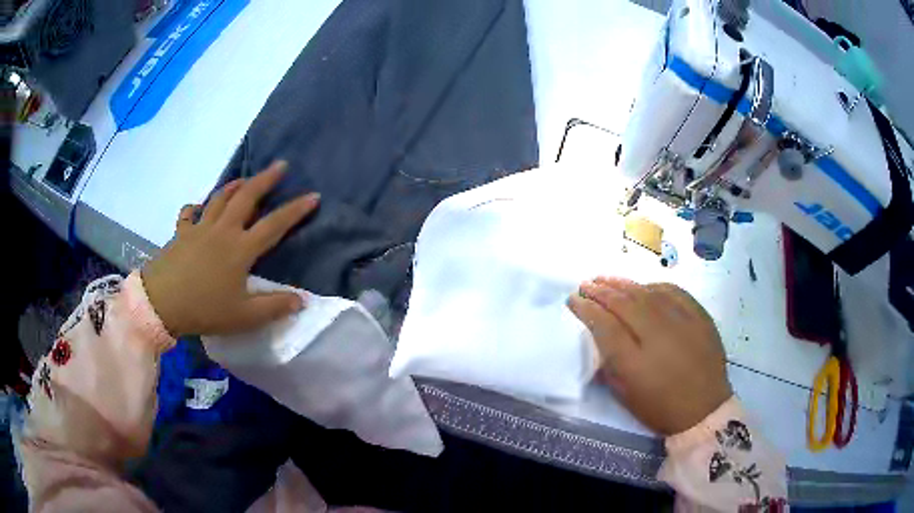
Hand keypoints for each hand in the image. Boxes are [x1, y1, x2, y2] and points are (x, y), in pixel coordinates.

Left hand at [142, 161, 320, 336]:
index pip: (274, 224)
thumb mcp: (243, 316)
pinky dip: (195, 207)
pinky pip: (189, 214)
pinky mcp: (181, 234)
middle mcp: (223, 231)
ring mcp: (200, 229)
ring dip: (234, 186)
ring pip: (219, 199)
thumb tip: (302, 301)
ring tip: (244, 179)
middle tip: (280, 165)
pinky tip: (197, 207)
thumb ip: (274, 307)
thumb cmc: (204, 309)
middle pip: (246, 197)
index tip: (313, 195)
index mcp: (240, 249)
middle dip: (265, 179)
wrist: (162, 302)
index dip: (296, 210)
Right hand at [568, 277, 731, 434]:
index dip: (586, 309)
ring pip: (646, 293)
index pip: (604, 325)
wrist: (704, 409)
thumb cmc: (660, 408)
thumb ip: (609, 364)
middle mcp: (657, 336)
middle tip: (586, 284)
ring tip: (605, 278)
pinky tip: (642, 286)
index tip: (573, 300)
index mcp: (634, 362)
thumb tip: (598, 337)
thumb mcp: (625, 395)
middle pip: (624, 303)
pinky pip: (672, 291)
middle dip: (601, 291)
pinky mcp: (699, 316)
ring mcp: (681, 322)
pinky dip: (653, 286)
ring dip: (623, 284)